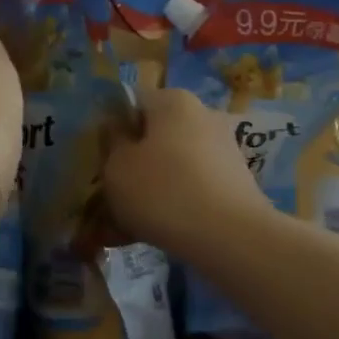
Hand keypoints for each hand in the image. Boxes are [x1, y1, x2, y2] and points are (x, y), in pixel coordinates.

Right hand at [101, 86, 268, 256]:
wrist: (231, 238)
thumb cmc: (163, 192)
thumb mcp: (116, 167)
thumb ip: (111, 143)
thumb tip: (117, 130)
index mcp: (173, 101)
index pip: (132, 103)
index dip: (112, 130)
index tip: (102, 160)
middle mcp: (203, 115)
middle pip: (155, 136)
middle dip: (134, 162)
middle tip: (114, 194)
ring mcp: (224, 149)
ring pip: (173, 165)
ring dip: (152, 187)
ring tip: (132, 223)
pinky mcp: (235, 182)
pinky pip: (193, 187)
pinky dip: (175, 204)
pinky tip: (158, 232)